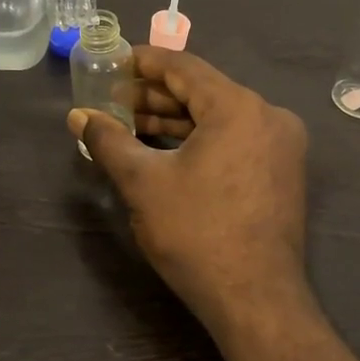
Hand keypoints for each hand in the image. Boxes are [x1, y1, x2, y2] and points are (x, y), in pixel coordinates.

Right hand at [68, 47, 310, 337]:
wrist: (255, 299)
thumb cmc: (197, 234)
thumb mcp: (143, 183)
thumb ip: (109, 141)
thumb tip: (78, 116)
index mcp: (239, 107)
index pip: (185, 68)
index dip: (145, 62)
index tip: (114, 61)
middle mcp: (268, 117)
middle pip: (203, 92)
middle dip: (155, 96)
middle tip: (113, 100)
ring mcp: (280, 146)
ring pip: (219, 119)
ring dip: (175, 121)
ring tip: (129, 126)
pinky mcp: (281, 173)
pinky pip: (234, 141)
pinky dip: (199, 141)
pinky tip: (164, 150)